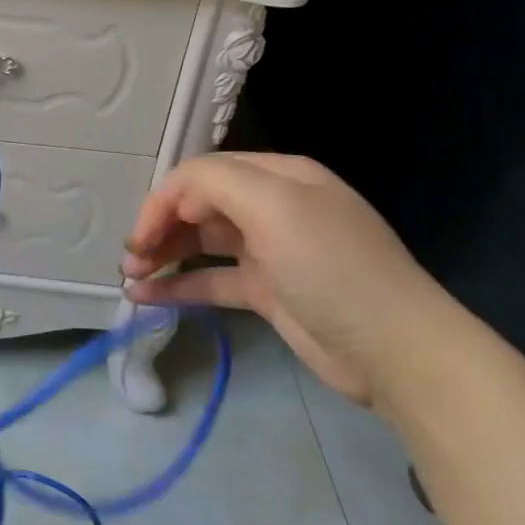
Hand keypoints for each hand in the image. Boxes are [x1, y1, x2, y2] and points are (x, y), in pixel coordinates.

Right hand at [120, 153, 455, 406]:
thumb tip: (174, 200)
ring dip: (163, 254)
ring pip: (200, 244)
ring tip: (129, 275)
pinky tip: (144, 296)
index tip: (139, 235)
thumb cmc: (331, 267)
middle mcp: (273, 207)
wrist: (395, 350)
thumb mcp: (276, 207)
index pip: (203, 174)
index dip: (164, 199)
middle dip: (159, 227)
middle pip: (199, 206)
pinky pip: (211, 281)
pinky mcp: (267, 293)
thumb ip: (216, 184)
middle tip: (130, 257)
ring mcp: (270, 252)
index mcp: (279, 177)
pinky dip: (178, 286)